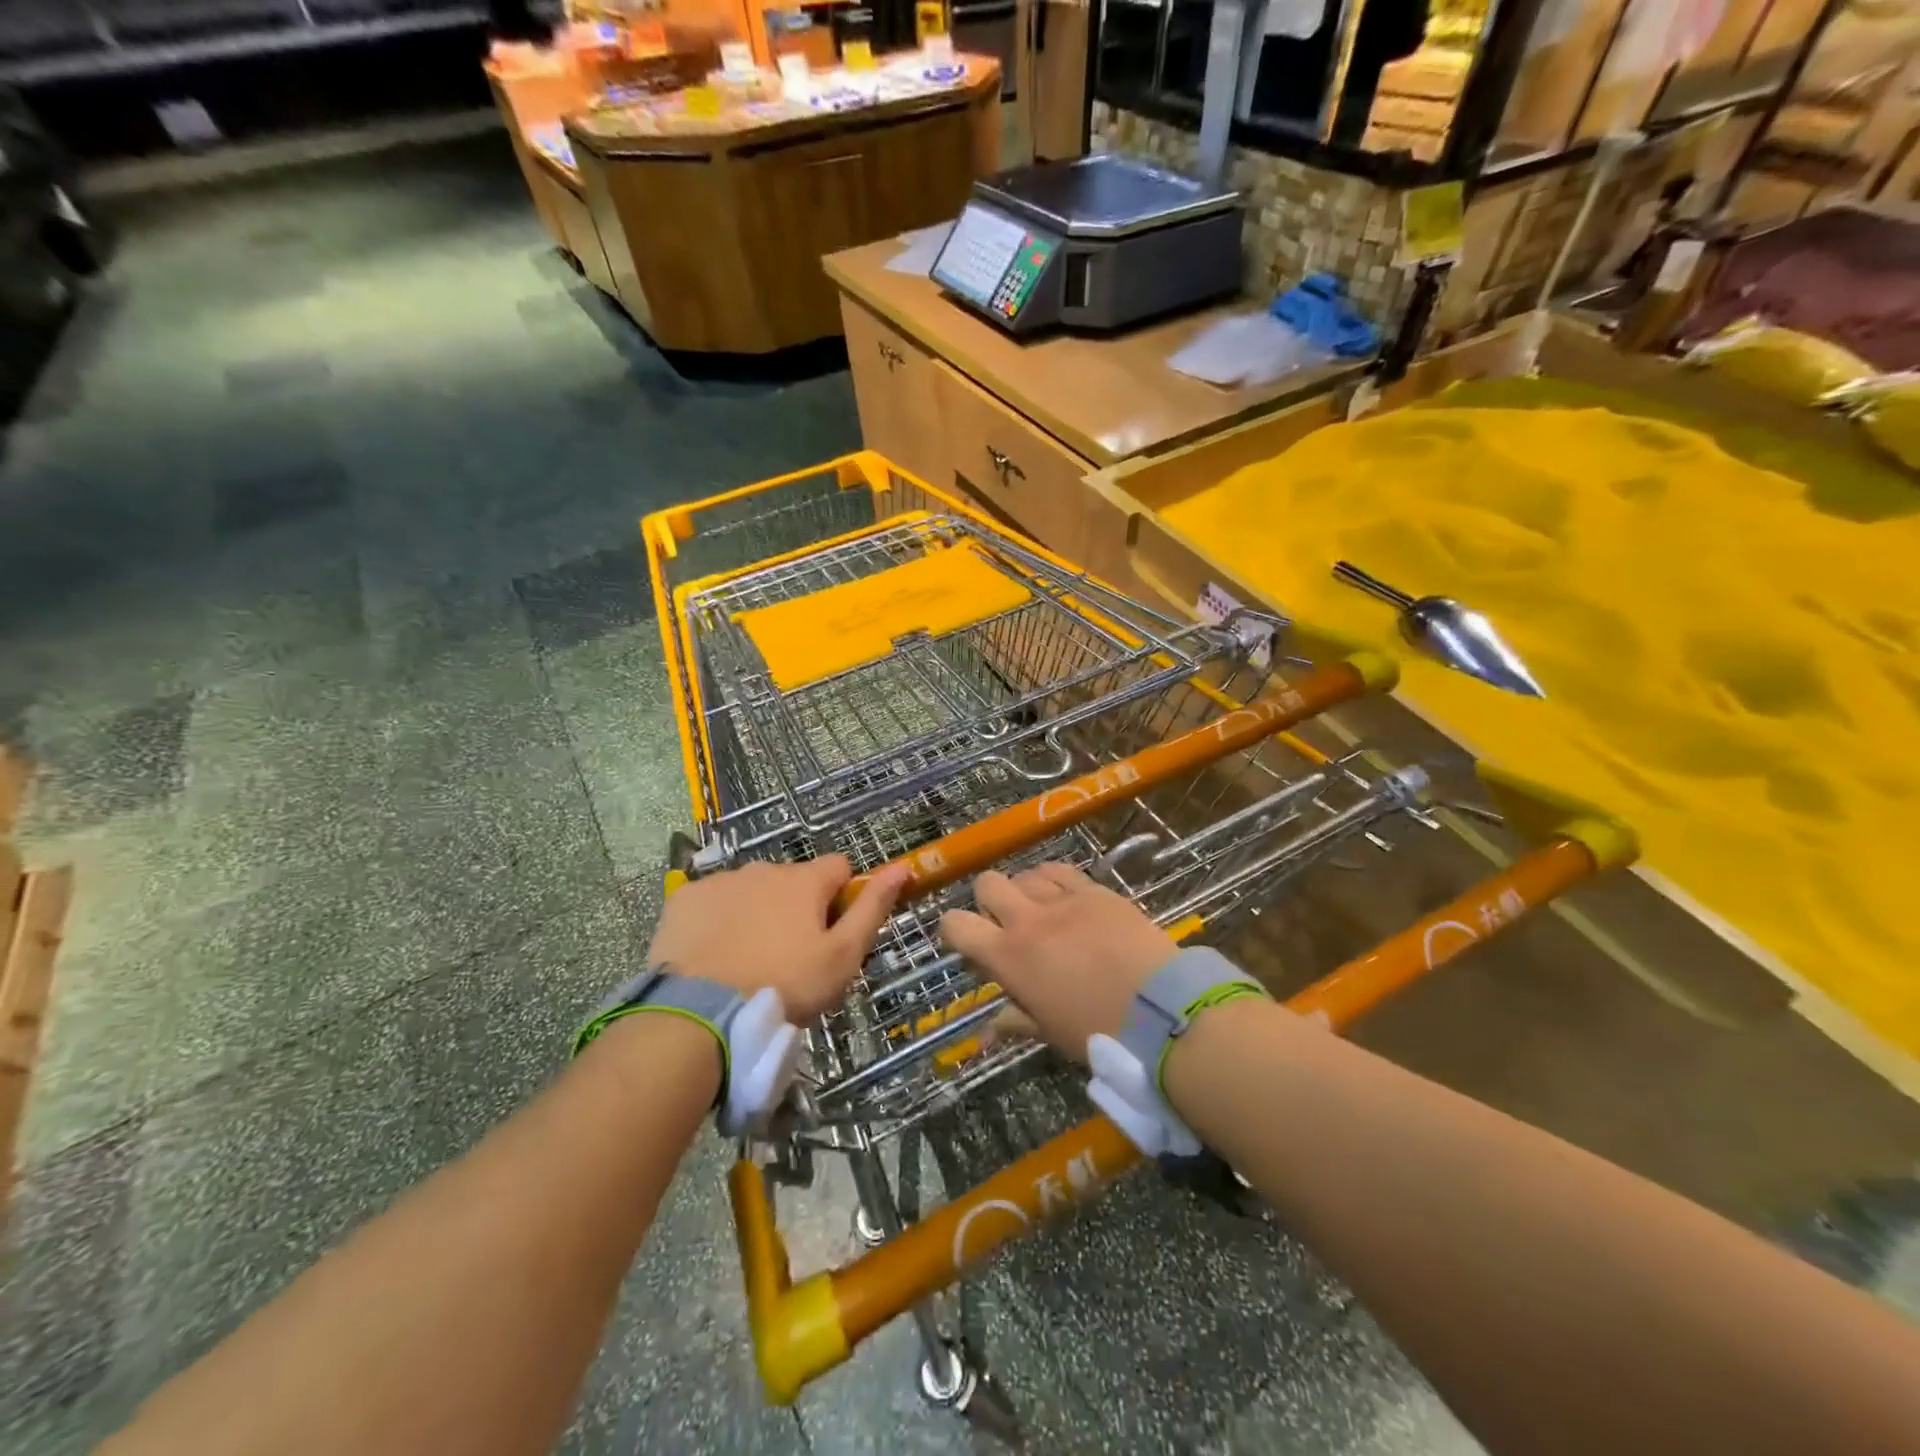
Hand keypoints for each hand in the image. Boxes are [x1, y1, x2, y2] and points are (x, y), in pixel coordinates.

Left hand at [647, 856, 909, 1021]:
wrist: (699, 1014)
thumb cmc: (784, 985)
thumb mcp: (842, 956)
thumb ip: (872, 908)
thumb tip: (901, 868)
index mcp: (805, 880)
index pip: (839, 867)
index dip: (842, 896)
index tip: (833, 932)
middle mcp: (763, 868)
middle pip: (792, 880)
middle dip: (795, 907)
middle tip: (789, 956)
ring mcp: (720, 881)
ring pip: (750, 890)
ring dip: (756, 911)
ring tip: (747, 960)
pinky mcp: (684, 899)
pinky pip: (711, 901)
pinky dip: (717, 920)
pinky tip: (713, 954)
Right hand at [940, 863, 1177, 1059]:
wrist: (1159, 1009)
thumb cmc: (1097, 1030)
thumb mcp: (1049, 1030)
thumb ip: (1014, 1020)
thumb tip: (987, 1032)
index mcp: (1008, 957)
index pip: (956, 925)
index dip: (954, 930)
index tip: (968, 942)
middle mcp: (1027, 919)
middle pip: (987, 884)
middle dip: (988, 901)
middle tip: (1006, 923)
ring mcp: (1062, 899)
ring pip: (1024, 873)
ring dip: (1024, 890)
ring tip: (1041, 910)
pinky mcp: (1094, 890)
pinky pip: (1060, 871)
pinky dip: (1053, 880)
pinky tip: (1065, 896)